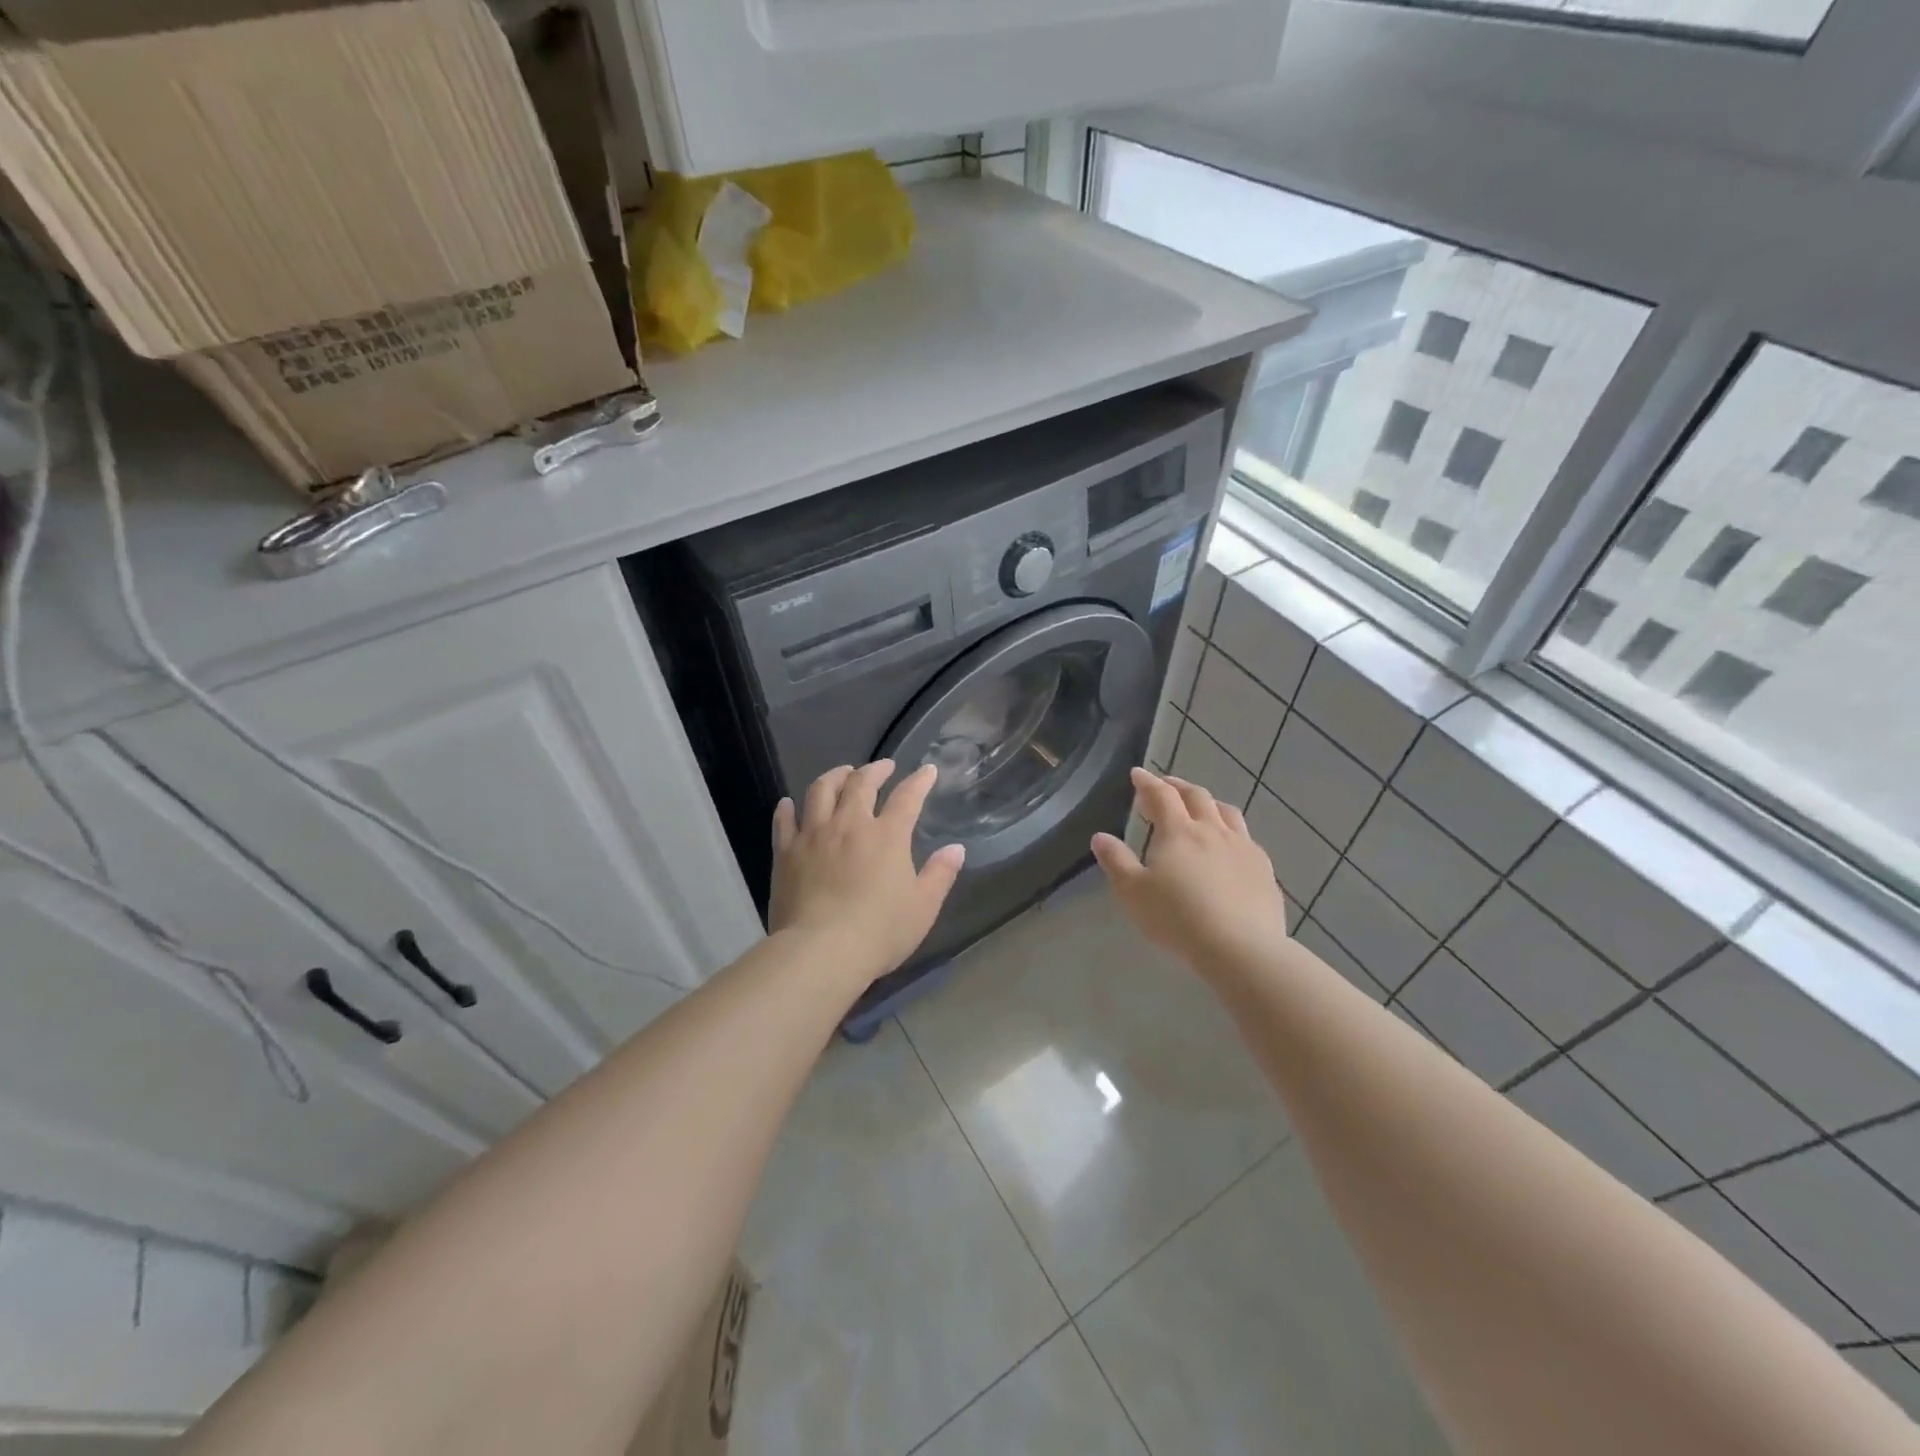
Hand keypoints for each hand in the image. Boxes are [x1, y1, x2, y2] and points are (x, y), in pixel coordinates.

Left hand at [768, 760, 965, 986]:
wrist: (820, 952)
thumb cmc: (879, 931)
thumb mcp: (922, 907)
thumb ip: (940, 874)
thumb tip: (956, 848)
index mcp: (887, 836)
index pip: (907, 797)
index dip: (919, 781)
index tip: (927, 770)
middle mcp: (849, 825)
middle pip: (861, 784)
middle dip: (875, 770)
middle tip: (884, 766)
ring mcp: (814, 835)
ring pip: (821, 791)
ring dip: (834, 776)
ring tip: (842, 773)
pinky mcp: (786, 853)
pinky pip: (785, 821)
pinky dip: (788, 808)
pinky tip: (789, 803)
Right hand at [1090, 768, 1289, 968]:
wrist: (1241, 949)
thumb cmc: (1178, 919)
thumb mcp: (1134, 893)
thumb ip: (1116, 862)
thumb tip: (1100, 837)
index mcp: (1178, 832)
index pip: (1161, 795)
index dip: (1148, 782)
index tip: (1137, 773)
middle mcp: (1213, 831)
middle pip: (1197, 797)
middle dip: (1178, 786)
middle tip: (1166, 785)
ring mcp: (1243, 848)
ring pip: (1227, 813)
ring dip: (1209, 804)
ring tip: (1201, 807)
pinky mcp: (1264, 870)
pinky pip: (1248, 839)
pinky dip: (1232, 831)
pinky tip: (1231, 846)